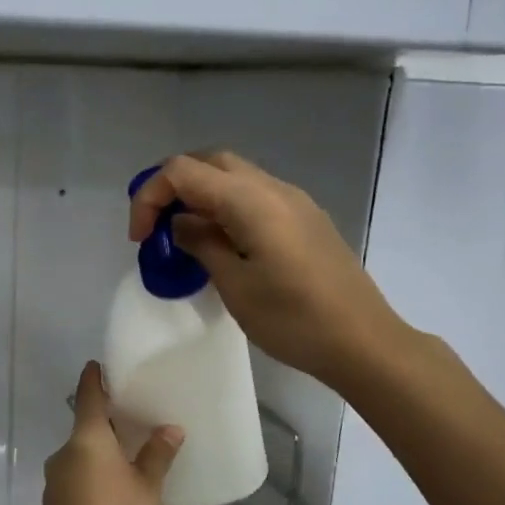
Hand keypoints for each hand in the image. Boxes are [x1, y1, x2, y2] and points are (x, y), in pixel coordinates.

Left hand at [41, 363, 182, 504]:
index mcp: (86, 440)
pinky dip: (92, 471)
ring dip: (100, 450)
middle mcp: (64, 452)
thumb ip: (157, 455)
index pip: (87, 396)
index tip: (98, 365)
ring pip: (80, 453)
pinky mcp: (54, 502)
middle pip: (84, 426)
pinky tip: (112, 487)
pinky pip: (76, 474)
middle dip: (106, 420)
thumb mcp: (147, 488)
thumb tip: (170, 429)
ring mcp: (55, 478)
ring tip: (128, 455)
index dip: (93, 379)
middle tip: (133, 417)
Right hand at [128, 151, 400, 389]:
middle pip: (209, 162)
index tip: (140, 239)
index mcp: (251, 201)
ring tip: (184, 237)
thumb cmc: (294, 320)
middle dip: (173, 186)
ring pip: (234, 176)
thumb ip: (202, 244)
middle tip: (156, 227)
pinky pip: (255, 196)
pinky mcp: (306, 219)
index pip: (182, 171)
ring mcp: (295, 201)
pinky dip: (226, 207)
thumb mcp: (235, 286)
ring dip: (200, 196)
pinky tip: (222, 244)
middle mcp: (273, 188)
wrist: (364, 342)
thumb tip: (181, 223)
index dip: (149, 196)